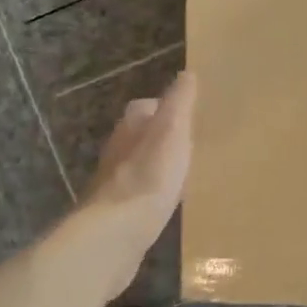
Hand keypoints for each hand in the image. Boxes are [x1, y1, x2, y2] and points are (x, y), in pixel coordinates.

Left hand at [85, 70, 197, 250]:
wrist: (117, 232)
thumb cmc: (149, 174)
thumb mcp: (173, 130)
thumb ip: (180, 102)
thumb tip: (187, 74)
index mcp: (131, 125)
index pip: (148, 106)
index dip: (168, 108)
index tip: (191, 117)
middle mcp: (118, 148)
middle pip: (142, 135)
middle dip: (162, 138)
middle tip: (192, 145)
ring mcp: (114, 181)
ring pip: (140, 164)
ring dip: (158, 166)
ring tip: (185, 173)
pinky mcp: (117, 210)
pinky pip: (140, 194)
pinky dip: (153, 193)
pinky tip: (169, 203)